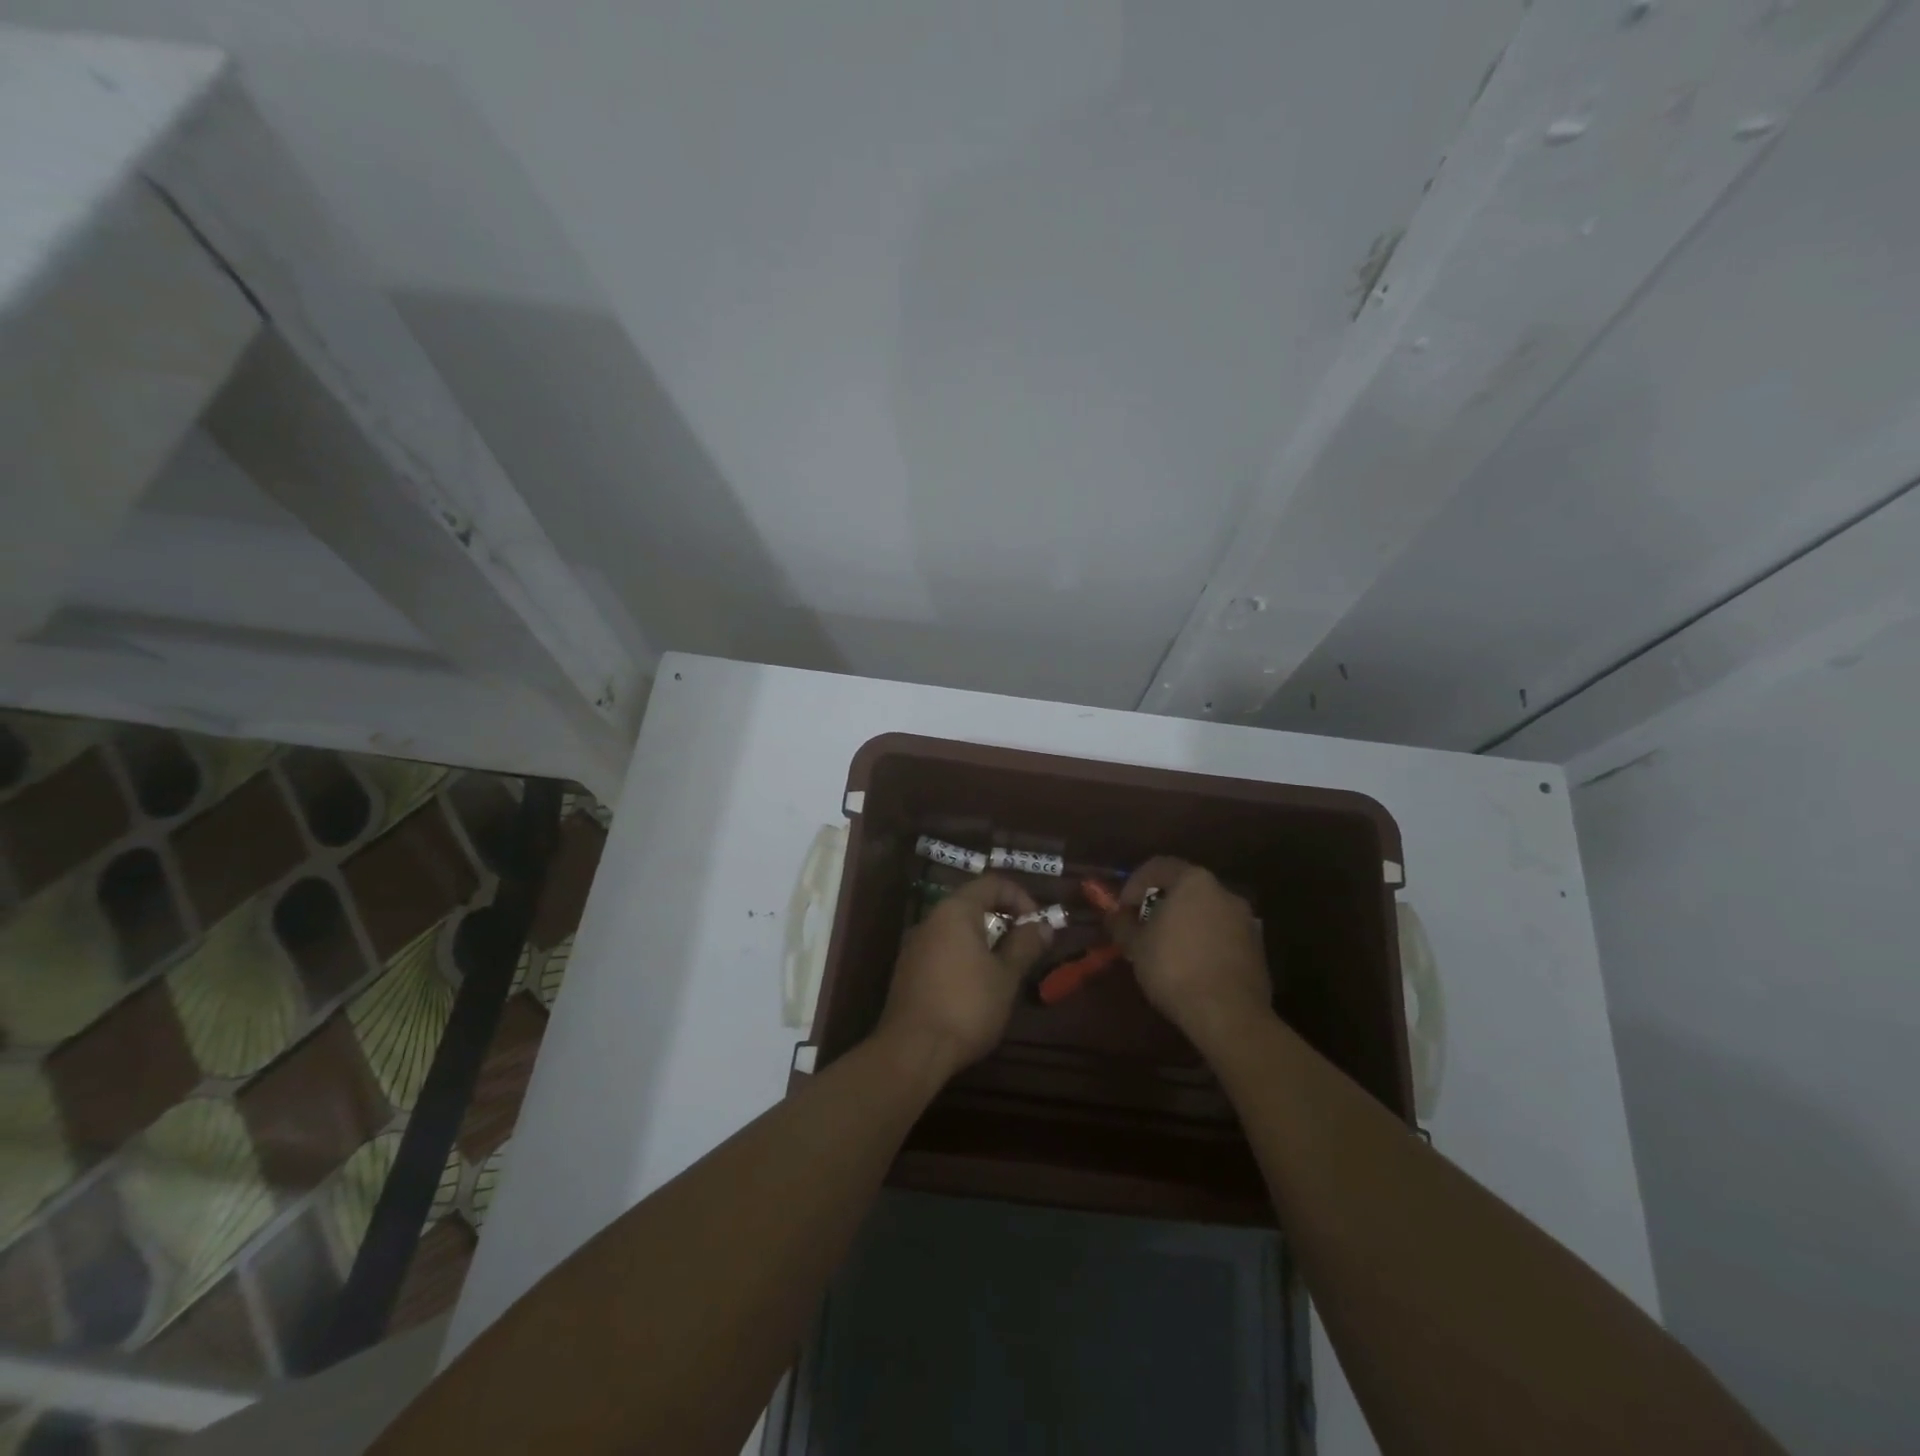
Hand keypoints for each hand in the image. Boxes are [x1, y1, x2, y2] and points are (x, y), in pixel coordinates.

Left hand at [876, 875, 1053, 1080]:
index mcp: (955, 911)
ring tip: (1006, 968)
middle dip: (1004, 918)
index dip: (1020, 897)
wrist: (912, 1050)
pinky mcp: (908, 969)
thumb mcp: (1006, 976)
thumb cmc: (967, 1006)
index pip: (992, 883)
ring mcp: (915, 944)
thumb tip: (1043, 925)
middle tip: (1026, 946)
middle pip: (973, 903)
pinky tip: (977, 985)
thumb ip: (1025, 945)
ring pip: (957, 928)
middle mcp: (931, 919)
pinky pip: (943, 948)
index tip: (1037, 925)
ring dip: (985, 939)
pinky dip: (965, 954)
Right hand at [1108, 857, 1271, 1052]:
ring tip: (1166, 951)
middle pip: (1185, 888)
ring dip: (1184, 924)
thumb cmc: (1175, 969)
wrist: (1229, 1014)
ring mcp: (1245, 920)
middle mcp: (1224, 892)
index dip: (1133, 884)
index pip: (1158, 866)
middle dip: (1161, 904)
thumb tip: (1115, 916)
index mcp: (1194, 881)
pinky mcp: (1256, 948)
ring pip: (1205, 911)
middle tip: (1143, 928)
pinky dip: (1204, 942)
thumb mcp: (1136, 946)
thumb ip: (1122, 924)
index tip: (1123, 910)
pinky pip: (1222, 934)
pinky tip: (1192, 967)